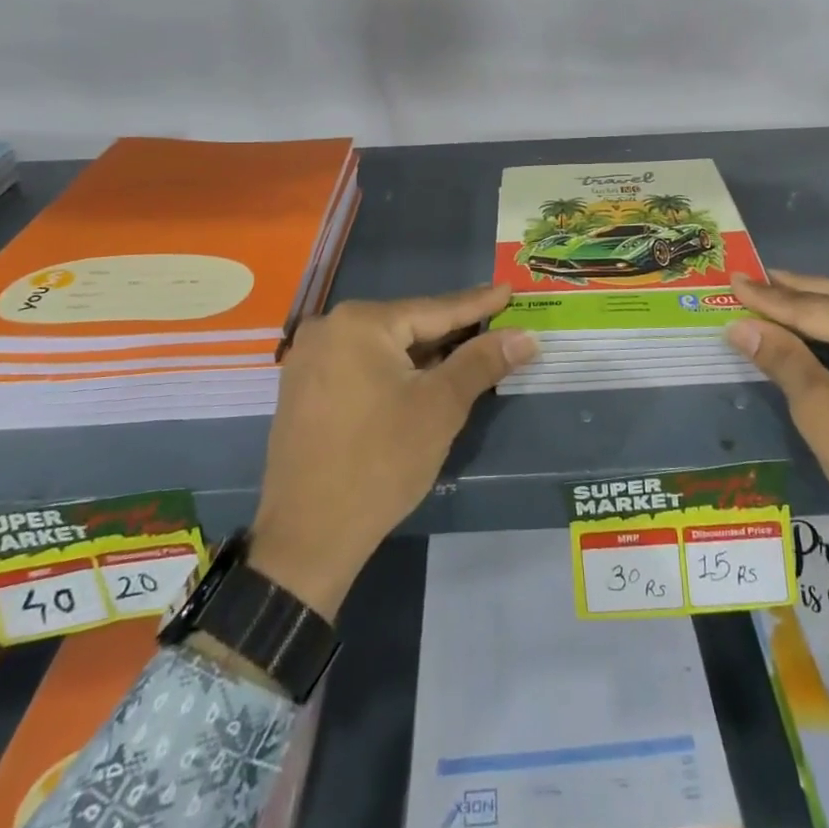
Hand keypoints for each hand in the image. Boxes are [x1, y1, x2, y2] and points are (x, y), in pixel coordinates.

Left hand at [248, 286, 536, 619]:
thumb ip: (482, 362)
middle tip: (494, 323)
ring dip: (424, 354)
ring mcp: (309, 359)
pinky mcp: (303, 389)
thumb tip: (525, 336)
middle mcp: (328, 328)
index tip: (508, 290)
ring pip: (383, 348)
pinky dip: (394, 371)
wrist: (306, 538)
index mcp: (360, 323)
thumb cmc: (381, 462)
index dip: (477, 304)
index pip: (434, 309)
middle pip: (406, 326)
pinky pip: (360, 366)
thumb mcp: (440, 407)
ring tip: (466, 349)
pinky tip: (419, 378)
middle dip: (451, 331)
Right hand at [727, 270, 828, 643]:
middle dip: (796, 294)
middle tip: (752, 281)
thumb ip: (781, 358)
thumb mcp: (822, 413)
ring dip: (825, 312)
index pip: (815, 306)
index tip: (732, 278)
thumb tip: (740, 325)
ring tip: (779, 301)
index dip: (768, 297)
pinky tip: (828, 334)